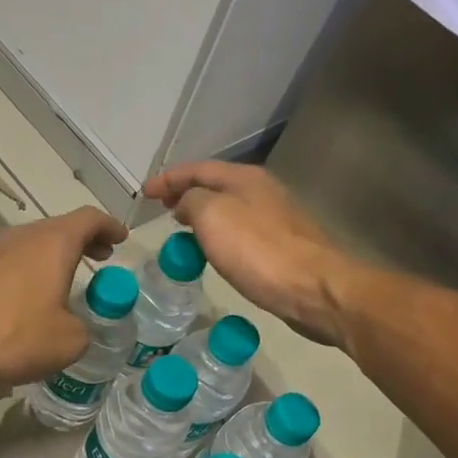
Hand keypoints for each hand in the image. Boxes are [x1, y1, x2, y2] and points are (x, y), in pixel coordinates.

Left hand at [0, 206, 128, 385]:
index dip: (109, 227)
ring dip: (56, 256)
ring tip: (70, 278)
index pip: (89, 219)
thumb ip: (85, 329)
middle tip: (101, 258)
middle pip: (60, 227)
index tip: (121, 239)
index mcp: (53, 243)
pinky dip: (33, 271)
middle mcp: (23, 237)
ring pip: (34, 244)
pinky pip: (14, 263)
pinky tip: (34, 298)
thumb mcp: (68, 341)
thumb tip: (77, 327)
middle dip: (84, 240)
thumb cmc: (13, 334)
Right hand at [144, 162, 355, 346]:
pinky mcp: (282, 246)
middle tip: (162, 208)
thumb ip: (191, 201)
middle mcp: (262, 190)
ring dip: (202, 214)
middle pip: (215, 185)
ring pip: (228, 208)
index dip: (168, 179)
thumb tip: (186, 204)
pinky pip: (240, 231)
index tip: (144, 193)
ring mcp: (275, 218)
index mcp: (244, 178)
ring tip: (181, 227)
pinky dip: (218, 233)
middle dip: (186, 193)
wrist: (313, 288)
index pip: (197, 169)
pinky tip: (213, 250)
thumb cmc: (258, 250)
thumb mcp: (212, 216)